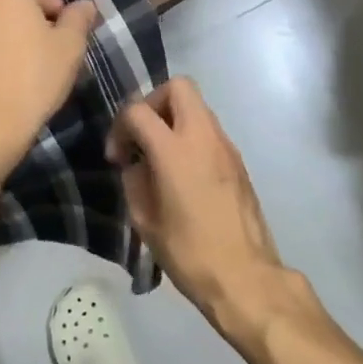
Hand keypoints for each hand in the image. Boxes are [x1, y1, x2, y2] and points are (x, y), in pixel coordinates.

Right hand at [107, 78, 288, 338]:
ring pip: (198, 106)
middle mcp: (203, 137)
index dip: (120, 127)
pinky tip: (183, 173)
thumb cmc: (190, 253)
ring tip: (160, 157)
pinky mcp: (239, 161)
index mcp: (174, 150)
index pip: (138, 110)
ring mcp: (226, 146)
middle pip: (178, 86)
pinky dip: (191, 137)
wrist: (245, 276)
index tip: (117, 157)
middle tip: (142, 136)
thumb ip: (135, 181)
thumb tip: (136, 165)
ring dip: (174, 120)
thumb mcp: (145, 221)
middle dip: (153, 102)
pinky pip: (210, 130)